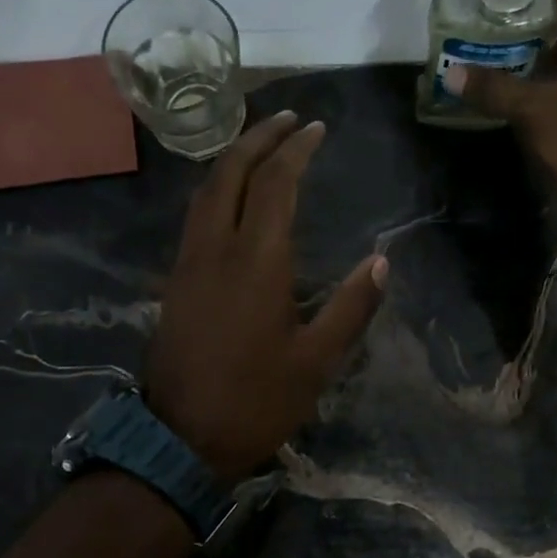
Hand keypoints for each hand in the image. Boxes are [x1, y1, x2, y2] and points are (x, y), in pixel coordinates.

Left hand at [143, 112, 387, 480]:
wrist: (181, 438)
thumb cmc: (257, 401)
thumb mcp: (317, 361)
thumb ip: (352, 307)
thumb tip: (382, 261)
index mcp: (256, 262)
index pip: (275, 184)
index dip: (296, 150)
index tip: (316, 129)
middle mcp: (215, 249)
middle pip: (230, 172)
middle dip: (259, 137)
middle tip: (288, 119)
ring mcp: (187, 264)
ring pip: (204, 191)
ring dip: (232, 158)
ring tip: (261, 145)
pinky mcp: (174, 282)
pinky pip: (194, 217)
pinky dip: (216, 189)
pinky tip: (231, 198)